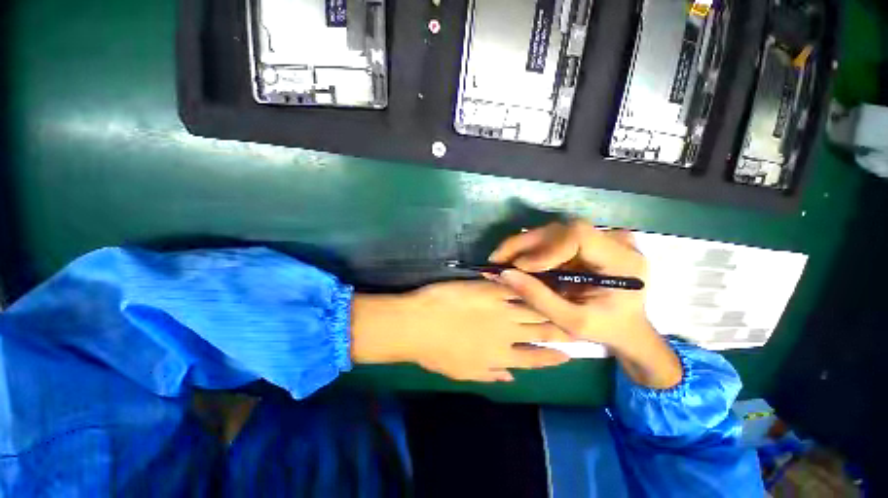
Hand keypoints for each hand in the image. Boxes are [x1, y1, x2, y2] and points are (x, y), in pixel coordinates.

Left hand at [351, 281, 571, 382]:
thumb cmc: (436, 352)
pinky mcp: (489, 289)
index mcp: (500, 356)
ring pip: (532, 306)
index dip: (553, 357)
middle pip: (540, 330)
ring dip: (548, 304)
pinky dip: (525, 285)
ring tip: (565, 301)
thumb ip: (490, 374)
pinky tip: (537, 281)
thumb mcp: (462, 372)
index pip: (534, 358)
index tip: (569, 354)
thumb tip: (511, 377)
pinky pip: (513, 287)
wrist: (417, 324)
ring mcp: (499, 307)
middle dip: (560, 328)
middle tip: (577, 325)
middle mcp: (507, 332)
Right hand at [490, 220, 681, 388]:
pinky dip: (530, 248)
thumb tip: (504, 274)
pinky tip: (515, 259)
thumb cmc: (606, 329)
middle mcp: (613, 242)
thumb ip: (539, 298)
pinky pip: (553, 238)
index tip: (521, 267)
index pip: (579, 235)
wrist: (628, 328)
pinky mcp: (587, 242)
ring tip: (501, 260)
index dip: (546, 247)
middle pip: (561, 229)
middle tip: (497, 259)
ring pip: (553, 231)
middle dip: (525, 243)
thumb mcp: (573, 322)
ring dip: (523, 245)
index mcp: (622, 261)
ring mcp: (600, 239)